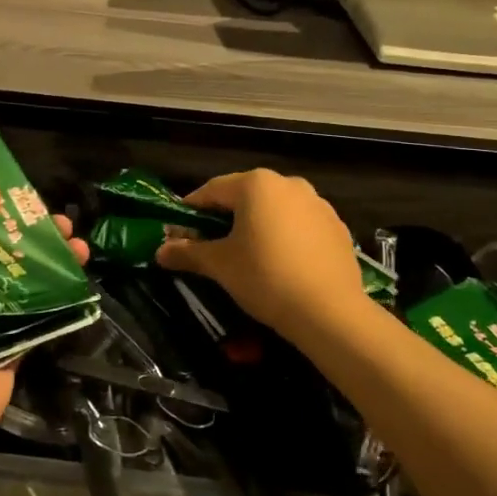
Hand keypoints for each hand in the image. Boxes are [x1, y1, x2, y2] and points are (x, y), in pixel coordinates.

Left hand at [0, 187, 88, 454]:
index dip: (1, 212)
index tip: (31, 200)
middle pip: (4, 255)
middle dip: (37, 237)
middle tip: (67, 225)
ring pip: (25, 285)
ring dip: (54, 266)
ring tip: (83, 249)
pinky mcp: (10, 350)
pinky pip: (38, 319)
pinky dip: (59, 302)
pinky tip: (82, 285)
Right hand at [155, 170, 363, 338]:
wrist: (329, 312)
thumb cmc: (265, 277)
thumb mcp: (220, 265)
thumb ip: (188, 252)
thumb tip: (160, 251)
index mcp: (256, 184)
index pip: (212, 190)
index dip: (191, 210)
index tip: (178, 230)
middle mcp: (288, 183)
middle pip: (245, 196)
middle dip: (224, 217)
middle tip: (209, 244)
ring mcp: (317, 203)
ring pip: (275, 209)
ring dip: (256, 225)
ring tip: (245, 254)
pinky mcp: (336, 226)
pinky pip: (300, 225)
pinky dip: (284, 236)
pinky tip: (280, 263)